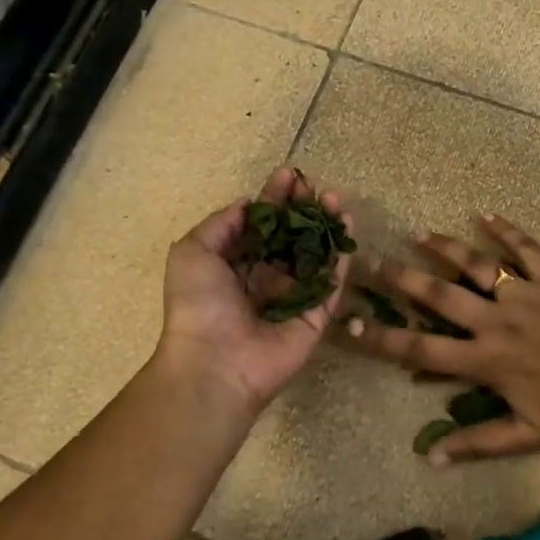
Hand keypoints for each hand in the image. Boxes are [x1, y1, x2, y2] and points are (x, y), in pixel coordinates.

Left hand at [158, 166, 351, 414]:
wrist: (216, 363)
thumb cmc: (198, 305)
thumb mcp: (192, 252)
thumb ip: (220, 224)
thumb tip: (248, 205)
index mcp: (234, 265)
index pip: (260, 225)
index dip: (273, 199)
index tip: (288, 176)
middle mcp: (265, 278)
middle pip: (291, 236)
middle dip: (303, 209)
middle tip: (315, 185)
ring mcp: (294, 297)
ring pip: (316, 254)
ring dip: (327, 225)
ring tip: (335, 199)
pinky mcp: (317, 315)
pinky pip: (333, 280)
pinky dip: (342, 253)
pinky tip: (348, 226)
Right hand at [345, 215, 539, 462]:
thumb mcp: (527, 437)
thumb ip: (478, 442)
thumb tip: (431, 455)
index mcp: (487, 361)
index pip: (422, 349)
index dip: (381, 339)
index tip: (348, 324)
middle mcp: (498, 321)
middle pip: (440, 296)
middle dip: (400, 279)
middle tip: (369, 262)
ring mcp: (526, 294)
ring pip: (478, 265)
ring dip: (447, 248)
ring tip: (419, 235)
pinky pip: (527, 249)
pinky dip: (507, 230)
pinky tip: (486, 215)